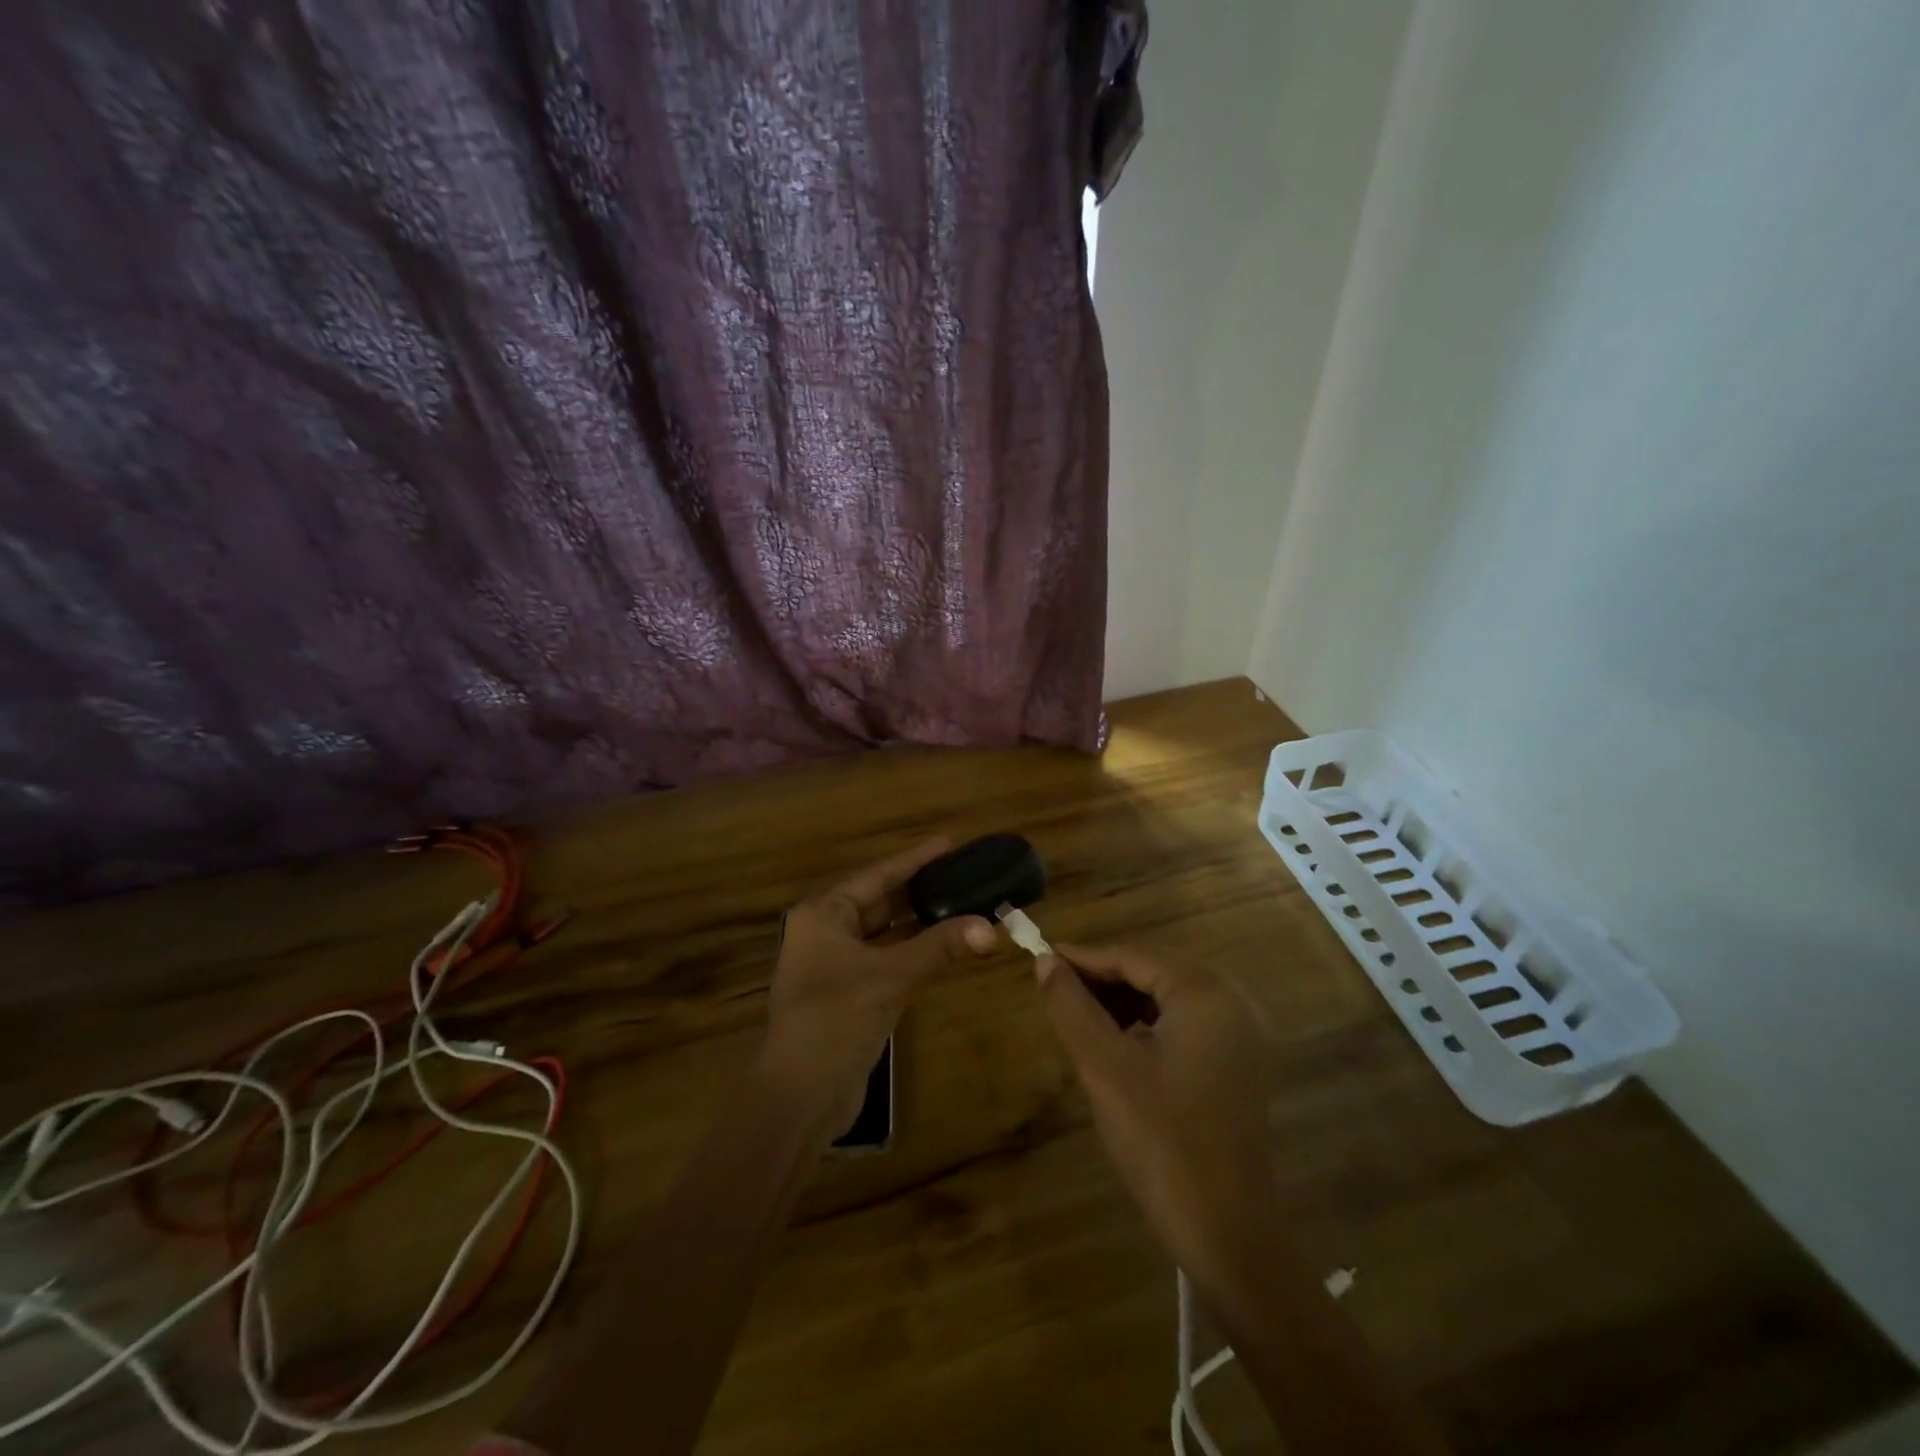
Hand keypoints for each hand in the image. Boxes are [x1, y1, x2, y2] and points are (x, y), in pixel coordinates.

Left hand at [760, 838, 997, 1136]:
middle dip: (921, 891)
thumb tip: (992, 928)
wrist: (800, 1095)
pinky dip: (915, 952)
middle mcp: (826, 933)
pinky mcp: (850, 994)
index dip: (914, 860)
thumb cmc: (835, 1019)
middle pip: (881, 902)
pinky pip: (888, 960)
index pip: (877, 877)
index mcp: (823, 915)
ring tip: (962, 903)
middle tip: (963, 873)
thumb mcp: (890, 977)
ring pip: (886, 934)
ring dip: (921, 924)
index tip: (948, 843)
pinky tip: (945, 945)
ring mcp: (836, 965)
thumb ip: (940, 947)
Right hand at [1036, 944, 1275, 1288]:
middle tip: (1055, 991)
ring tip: (1080, 1017)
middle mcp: (1234, 999)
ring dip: (1124, 1000)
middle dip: (1102, 979)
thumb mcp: (1104, 1068)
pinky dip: (1149, 1023)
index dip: (1083, 957)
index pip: (1132, 955)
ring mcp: (1243, 1032)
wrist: (1227, 1234)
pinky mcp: (1242, 1061)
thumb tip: (1045, 962)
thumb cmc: (1161, 1143)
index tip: (1039, 958)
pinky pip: (1186, 1021)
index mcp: (1206, 992)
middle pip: (1153, 970)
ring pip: (1169, 995)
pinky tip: (1120, 1043)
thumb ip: (1071, 1006)